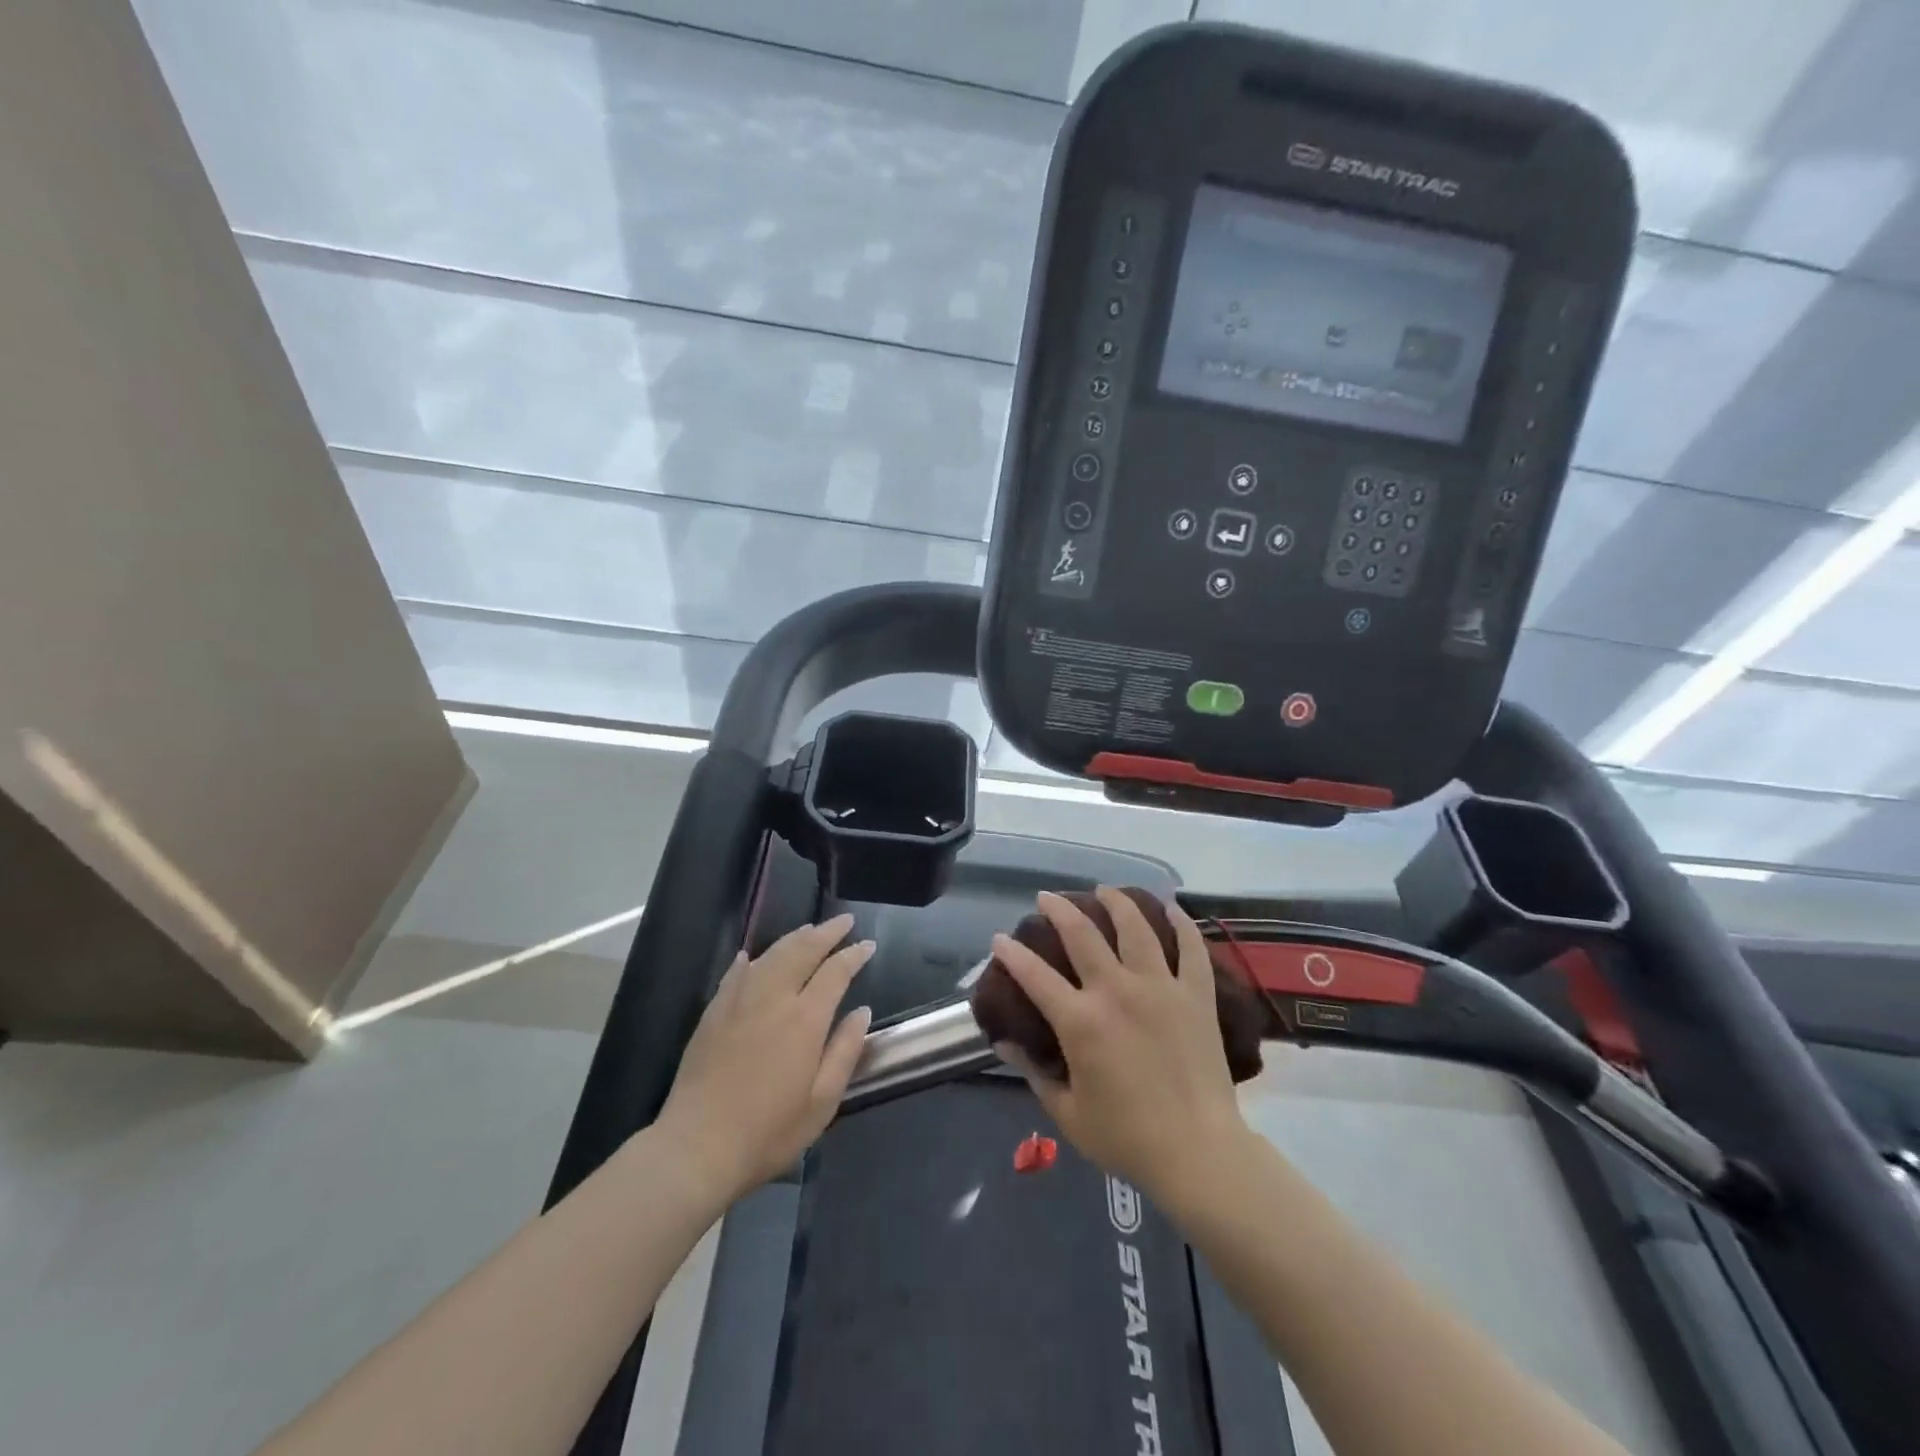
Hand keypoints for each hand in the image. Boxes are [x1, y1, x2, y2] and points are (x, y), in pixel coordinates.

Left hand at [655, 915, 873, 1204]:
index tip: (868, 945)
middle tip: (843, 921)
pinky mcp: (713, 1014)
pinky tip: (751, 955)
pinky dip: (750, 959)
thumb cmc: (768, 1132)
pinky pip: (735, 974)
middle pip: (802, 950)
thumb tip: (862, 1011)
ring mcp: (739, 1002)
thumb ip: (845, 1051)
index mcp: (805, 1019)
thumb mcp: (822, 1102)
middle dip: (826, 932)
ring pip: (770, 955)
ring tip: (809, 930)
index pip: (835, 972)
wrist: (697, 1148)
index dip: (853, 955)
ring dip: (794, 938)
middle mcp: (773, 998)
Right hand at [991, 888, 1249, 1202]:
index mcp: (1082, 1022)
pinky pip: (1191, 948)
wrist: (1199, 1153)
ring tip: (1104, 890)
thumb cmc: (1127, 1138)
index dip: (1011, 953)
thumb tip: (1005, 1042)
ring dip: (1116, 902)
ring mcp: (1161, 988)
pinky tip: (1170, 908)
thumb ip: (1033, 1072)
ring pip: (1136, 928)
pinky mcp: (1196, 995)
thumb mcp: (1067, 1113)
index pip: (1035, 975)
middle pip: (1083, 934)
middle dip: (1059, 909)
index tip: (1000, 938)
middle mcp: (1118, 991)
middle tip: (1047, 898)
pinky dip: (1180, 924)